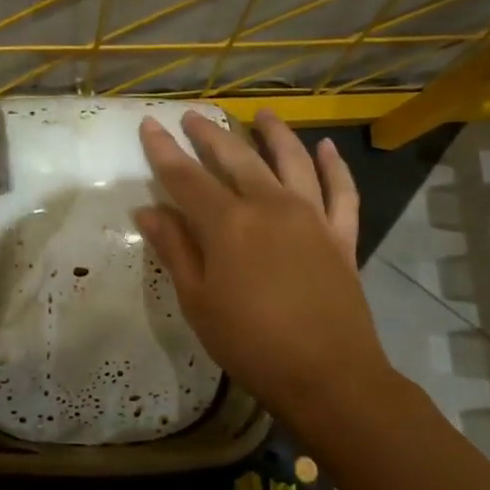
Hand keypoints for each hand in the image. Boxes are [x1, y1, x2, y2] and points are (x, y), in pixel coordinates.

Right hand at [134, 109, 390, 430]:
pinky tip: (327, 148)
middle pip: (236, 158)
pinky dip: (335, 166)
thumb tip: (148, 210)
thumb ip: (175, 249)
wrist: (328, 375)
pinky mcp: (341, 236)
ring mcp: (311, 217)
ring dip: (274, 133)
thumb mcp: (197, 300)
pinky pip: (341, 191)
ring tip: (261, 114)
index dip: (163, 150)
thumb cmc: (249, 343)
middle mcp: (270, 205)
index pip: (186, 176)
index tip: (150, 126)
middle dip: (210, 134)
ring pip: (291, 161)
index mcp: (228, 223)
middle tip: (192, 116)